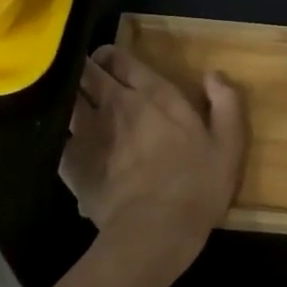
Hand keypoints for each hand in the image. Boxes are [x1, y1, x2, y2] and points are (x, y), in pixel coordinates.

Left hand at [59, 45, 246, 278]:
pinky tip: (69, 144)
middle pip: (87, 72)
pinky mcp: (71, 163)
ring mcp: (88, 132)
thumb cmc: (196, 184)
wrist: (154, 231)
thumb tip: (212, 75)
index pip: (121, 59)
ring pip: (67, 100)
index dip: (112, 56)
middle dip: (86, 70)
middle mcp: (116, 104)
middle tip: (91, 79)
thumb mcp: (228, 143)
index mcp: (153, 94)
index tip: (112, 61)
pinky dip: (61, 135)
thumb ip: (225, 102)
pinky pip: (59, 138)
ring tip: (75, 105)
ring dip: (70, 97)